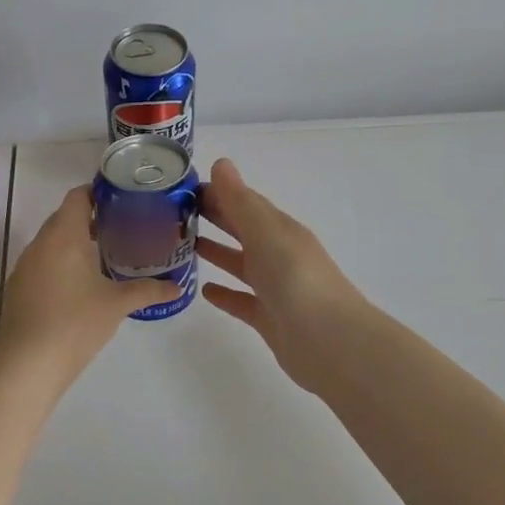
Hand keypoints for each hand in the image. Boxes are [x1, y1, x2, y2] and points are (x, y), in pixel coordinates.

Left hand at [0, 185, 179, 377]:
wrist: (28, 364)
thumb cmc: (76, 323)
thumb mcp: (117, 304)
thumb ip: (148, 290)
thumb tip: (177, 287)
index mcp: (64, 236)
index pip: (78, 196)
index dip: (99, 192)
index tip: (123, 200)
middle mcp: (40, 243)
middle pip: (65, 217)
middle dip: (92, 219)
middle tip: (124, 228)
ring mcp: (25, 266)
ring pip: (52, 241)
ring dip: (76, 242)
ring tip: (106, 254)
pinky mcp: (18, 288)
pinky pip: (43, 262)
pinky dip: (62, 263)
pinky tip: (81, 284)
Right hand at [198, 158, 365, 392]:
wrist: (330, 341)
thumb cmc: (297, 279)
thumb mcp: (266, 233)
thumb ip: (241, 202)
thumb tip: (221, 163)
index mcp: (280, 230)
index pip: (245, 203)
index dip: (218, 192)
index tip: (183, 188)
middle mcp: (278, 255)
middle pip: (242, 230)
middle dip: (215, 217)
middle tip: (174, 212)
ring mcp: (275, 288)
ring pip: (241, 264)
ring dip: (217, 252)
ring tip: (182, 245)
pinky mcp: (269, 319)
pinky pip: (241, 301)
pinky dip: (224, 293)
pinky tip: (203, 290)